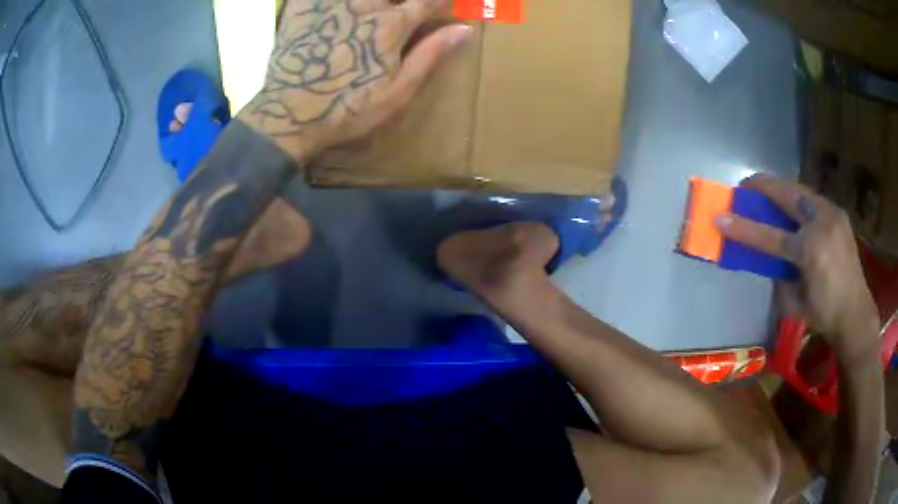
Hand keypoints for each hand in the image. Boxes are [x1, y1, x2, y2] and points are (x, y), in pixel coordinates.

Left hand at [243, 0, 470, 160]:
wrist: (288, 115)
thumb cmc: (348, 109)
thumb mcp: (397, 91)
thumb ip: (430, 55)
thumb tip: (464, 30)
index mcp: (390, 25)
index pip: (426, 1)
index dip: (442, 1)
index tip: (448, 4)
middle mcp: (363, 6)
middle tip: (406, 9)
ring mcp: (331, 4)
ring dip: (377, 0)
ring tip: (378, 9)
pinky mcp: (303, 8)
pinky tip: (338, 6)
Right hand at [714, 174, 879, 359]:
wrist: (856, 313)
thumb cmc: (824, 315)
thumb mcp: (795, 302)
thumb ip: (780, 275)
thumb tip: (768, 258)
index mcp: (810, 252)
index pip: (770, 236)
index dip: (744, 227)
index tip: (720, 218)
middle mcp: (822, 225)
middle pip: (787, 195)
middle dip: (763, 186)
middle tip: (745, 187)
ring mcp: (832, 214)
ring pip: (800, 190)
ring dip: (781, 190)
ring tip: (767, 193)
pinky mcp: (838, 213)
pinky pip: (813, 199)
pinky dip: (798, 199)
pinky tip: (794, 208)